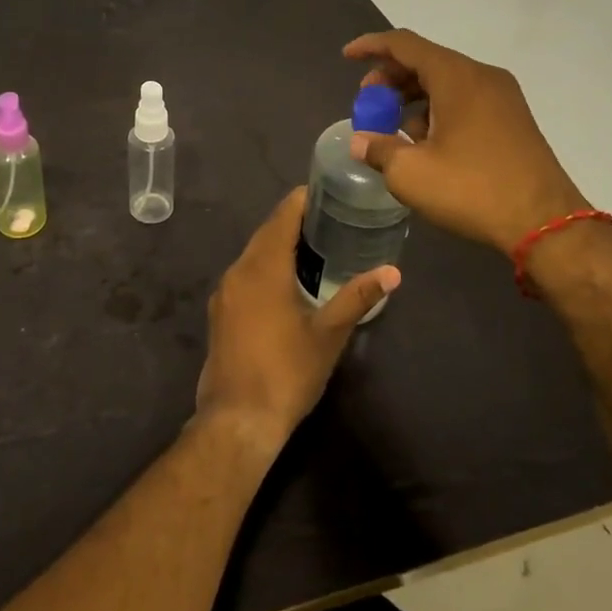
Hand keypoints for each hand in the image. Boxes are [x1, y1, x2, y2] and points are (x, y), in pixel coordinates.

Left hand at [195, 188, 398, 448]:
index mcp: (263, 268)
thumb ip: (357, 297)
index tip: (326, 191)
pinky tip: (286, 281)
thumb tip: (392, 272)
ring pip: (253, 254)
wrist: (237, 419)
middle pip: (266, 233)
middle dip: (293, 221)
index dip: (302, 200)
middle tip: (328, 217)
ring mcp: (224, 292)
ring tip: (313, 245)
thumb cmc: (287, 372)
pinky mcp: (220, 312)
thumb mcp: (328, 334)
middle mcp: (238, 271)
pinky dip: (265, 266)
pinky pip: (244, 274)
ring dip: (278, 245)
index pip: (282, 217)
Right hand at [343, 28, 589, 255]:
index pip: (404, 44)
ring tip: (393, 128)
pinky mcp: (512, 119)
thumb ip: (378, 149)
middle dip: (390, 78)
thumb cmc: (472, 190)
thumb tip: (360, 142)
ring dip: (413, 97)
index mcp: (456, 77)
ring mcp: (502, 97)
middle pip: (426, 60)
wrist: (545, 223)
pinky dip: (437, 109)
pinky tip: (425, 142)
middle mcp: (482, 76)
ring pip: (446, 81)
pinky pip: (465, 99)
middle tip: (368, 103)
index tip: (347, 57)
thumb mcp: (411, 173)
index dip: (371, 46)